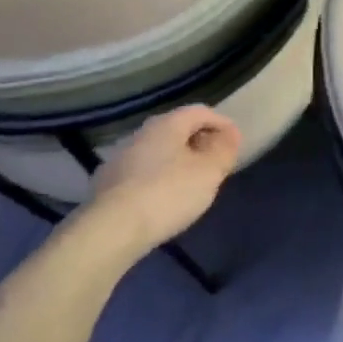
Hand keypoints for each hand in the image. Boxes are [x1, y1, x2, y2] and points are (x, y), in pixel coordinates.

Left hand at [86, 105, 241, 256]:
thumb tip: (230, 134)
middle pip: (177, 129)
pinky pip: (142, 172)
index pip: (201, 111)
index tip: (235, 144)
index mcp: (167, 124)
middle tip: (215, 163)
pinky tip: (163, 199)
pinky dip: (158, 178)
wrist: (111, 230)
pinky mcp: (106, 183)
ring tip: (191, 183)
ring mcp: (119, 158)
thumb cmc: (168, 193)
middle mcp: (141, 133)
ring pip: (158, 151)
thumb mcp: (209, 172)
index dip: (222, 124)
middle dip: (199, 142)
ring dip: (177, 161)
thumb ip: (224, 150)